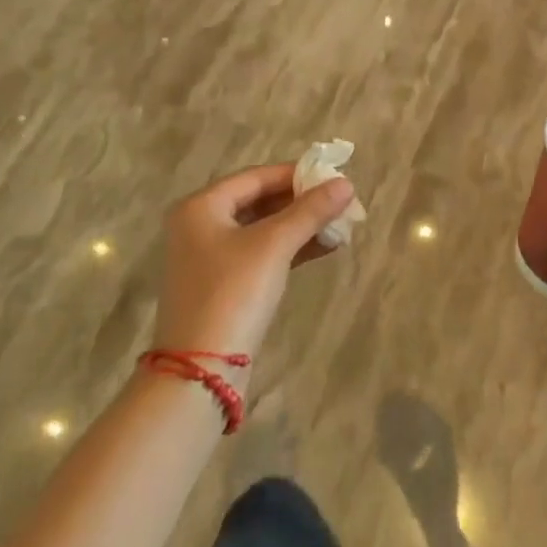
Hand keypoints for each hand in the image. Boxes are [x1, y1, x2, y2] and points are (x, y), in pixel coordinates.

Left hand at [151, 165, 353, 358]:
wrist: (201, 371)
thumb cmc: (233, 292)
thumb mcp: (274, 245)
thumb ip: (311, 211)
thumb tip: (346, 184)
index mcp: (201, 206)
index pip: (257, 177)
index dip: (297, 175)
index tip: (334, 177)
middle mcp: (200, 226)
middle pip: (260, 201)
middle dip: (303, 203)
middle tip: (342, 203)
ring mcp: (210, 258)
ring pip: (264, 229)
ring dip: (301, 226)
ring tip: (341, 225)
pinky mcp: (224, 286)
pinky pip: (262, 254)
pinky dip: (291, 248)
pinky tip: (326, 247)